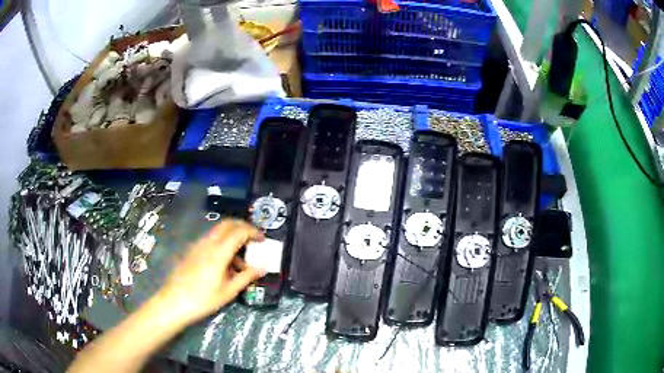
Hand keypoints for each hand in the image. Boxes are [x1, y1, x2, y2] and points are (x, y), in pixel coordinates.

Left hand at [156, 219, 265, 324]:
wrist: (174, 302)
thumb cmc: (203, 299)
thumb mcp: (228, 291)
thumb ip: (246, 276)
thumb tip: (262, 268)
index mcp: (219, 251)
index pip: (239, 231)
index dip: (253, 232)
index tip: (263, 239)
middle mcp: (207, 243)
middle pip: (227, 224)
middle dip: (242, 228)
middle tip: (254, 240)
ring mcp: (197, 245)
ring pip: (218, 232)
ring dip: (232, 238)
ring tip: (241, 260)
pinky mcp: (191, 251)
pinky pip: (210, 240)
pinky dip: (222, 244)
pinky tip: (224, 265)